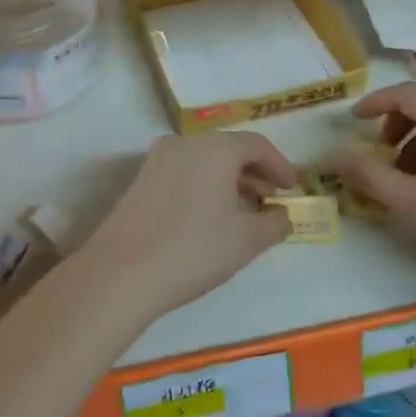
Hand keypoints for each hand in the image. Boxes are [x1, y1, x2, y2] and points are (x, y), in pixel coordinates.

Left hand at [75, 133, 298, 320]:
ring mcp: (157, 160)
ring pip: (204, 162)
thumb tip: (282, 214)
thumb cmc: (194, 249)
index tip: (294, 189)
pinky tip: (212, 217)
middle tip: (272, 201)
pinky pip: (184, 173)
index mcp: (215, 148)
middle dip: (255, 174)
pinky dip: (205, 187)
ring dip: (229, 181)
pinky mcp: (140, 180)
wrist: (121, 273)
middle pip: (229, 150)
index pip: (257, 145)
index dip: (281, 166)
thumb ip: (275, 222)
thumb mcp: (247, 240)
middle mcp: (184, 143)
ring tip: (245, 213)